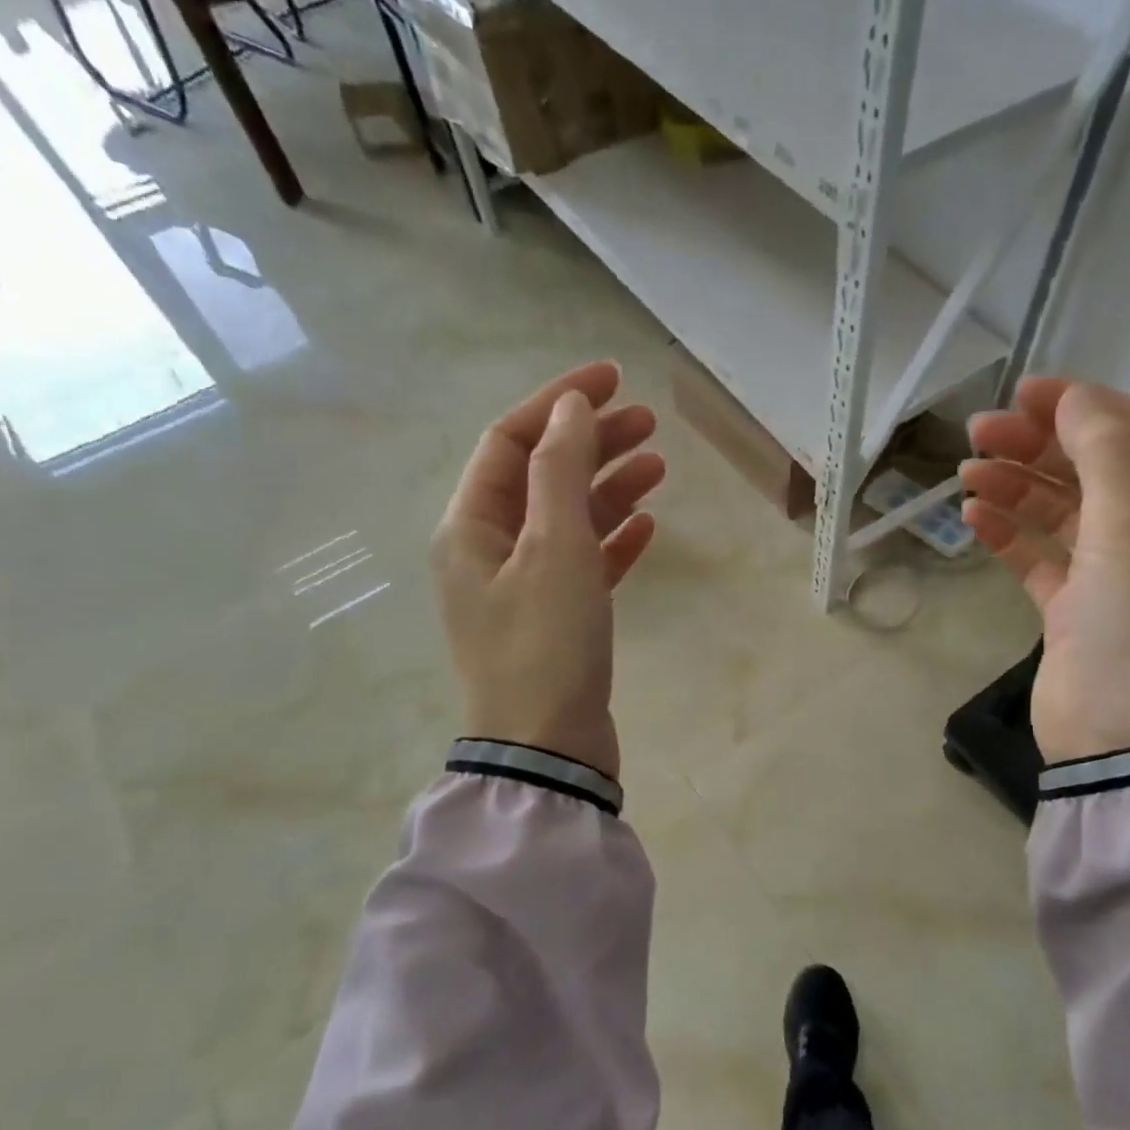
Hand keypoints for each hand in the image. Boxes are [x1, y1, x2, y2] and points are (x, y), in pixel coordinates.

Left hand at [430, 362, 665, 780]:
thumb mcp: (554, 549)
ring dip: (609, 487)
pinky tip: (648, 526)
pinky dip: (613, 539)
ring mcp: (522, 586)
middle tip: (648, 421)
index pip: (511, 440)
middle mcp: (489, 550)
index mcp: (471, 526)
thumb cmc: (546, 645)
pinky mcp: (555, 619)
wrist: (548, 750)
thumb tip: (568, 408)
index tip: (613, 379)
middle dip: (591, 442)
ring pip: (567, 518)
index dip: (559, 402)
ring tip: (658, 465)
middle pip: (541, 475)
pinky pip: (583, 562)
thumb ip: (559, 471)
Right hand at [961, 379, 1129, 763]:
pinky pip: (1036, 556)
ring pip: (1058, 510)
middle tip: (977, 433)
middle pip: (1091, 467)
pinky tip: (973, 517)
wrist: (1125, 737)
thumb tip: (1074, 398)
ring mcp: (1109, 573)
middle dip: (1037, 444)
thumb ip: (1103, 454)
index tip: (1026, 394)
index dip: (1085, 405)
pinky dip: (1007, 533)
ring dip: (1015, 486)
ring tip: (966, 474)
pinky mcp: (1070, 607)